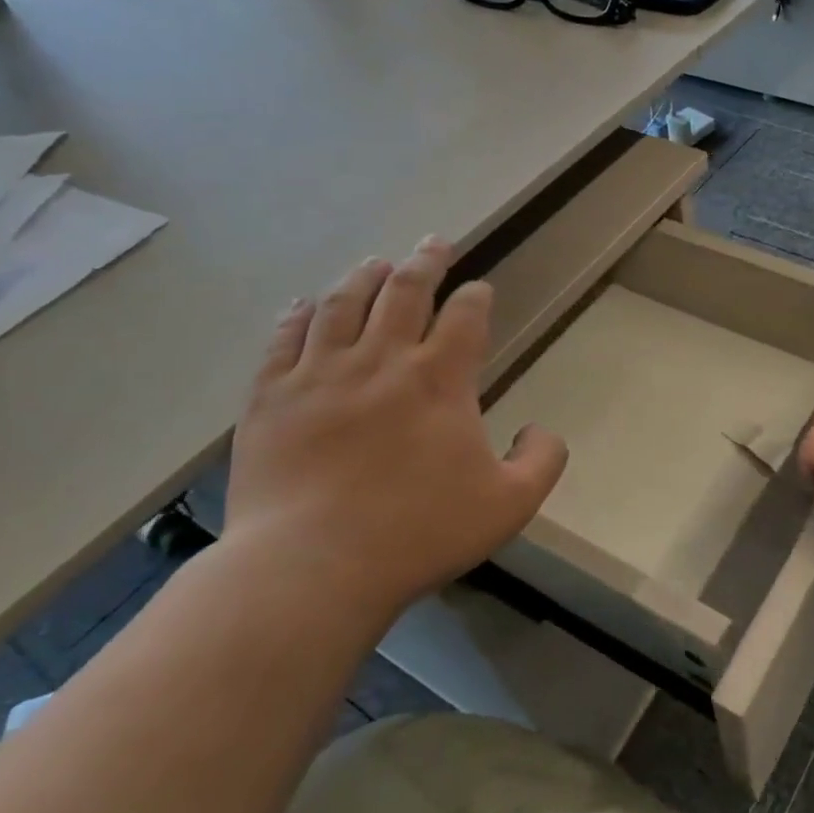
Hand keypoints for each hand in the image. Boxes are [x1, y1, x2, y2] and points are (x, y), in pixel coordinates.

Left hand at [224, 239, 566, 618]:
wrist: (310, 569)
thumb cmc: (418, 533)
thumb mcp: (510, 505)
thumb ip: (542, 461)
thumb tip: (539, 429)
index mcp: (440, 380)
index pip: (465, 317)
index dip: (476, 296)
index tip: (480, 289)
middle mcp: (382, 361)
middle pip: (405, 292)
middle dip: (425, 262)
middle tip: (434, 243)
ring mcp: (320, 375)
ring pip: (344, 304)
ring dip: (365, 277)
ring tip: (376, 262)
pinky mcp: (271, 398)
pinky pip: (285, 340)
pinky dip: (299, 315)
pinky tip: (305, 304)